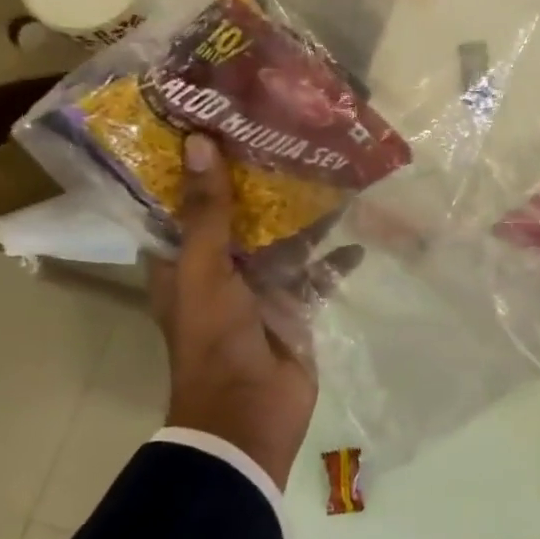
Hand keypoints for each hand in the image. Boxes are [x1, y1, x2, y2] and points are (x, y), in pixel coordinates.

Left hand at [149, 134, 352, 486]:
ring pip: (283, 243)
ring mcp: (260, 291)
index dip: (195, 169)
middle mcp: (220, 271)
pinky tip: (357, 240)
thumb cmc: (214, 339)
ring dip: (304, 218)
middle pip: (239, 219)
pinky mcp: (295, 308)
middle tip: (285, 139)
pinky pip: (317, 275)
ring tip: (329, 178)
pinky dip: (335, 260)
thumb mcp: (205, 270)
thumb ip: (207, 213)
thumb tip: (199, 142)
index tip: (216, 126)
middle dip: (260, 185)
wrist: (250, 413)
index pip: (183, 206)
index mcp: (183, 262)